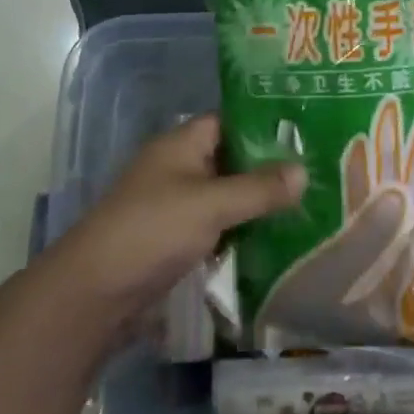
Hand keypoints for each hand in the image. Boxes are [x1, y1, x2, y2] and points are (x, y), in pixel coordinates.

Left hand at [49, 114, 304, 327]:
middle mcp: (179, 168)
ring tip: (307, 206)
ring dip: (257, 204)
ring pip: (227, 196)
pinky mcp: (176, 240)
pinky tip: (276, 240)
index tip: (306, 133)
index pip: (230, 121)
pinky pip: (218, 227)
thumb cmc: (152, 230)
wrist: (95, 292)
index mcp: (181, 144)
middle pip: (231, 160)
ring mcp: (176, 206)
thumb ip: (259, 188)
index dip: (264, 125)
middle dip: (268, 169)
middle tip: (318, 174)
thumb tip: (304, 170)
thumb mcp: (211, 204)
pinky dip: (242, 231)